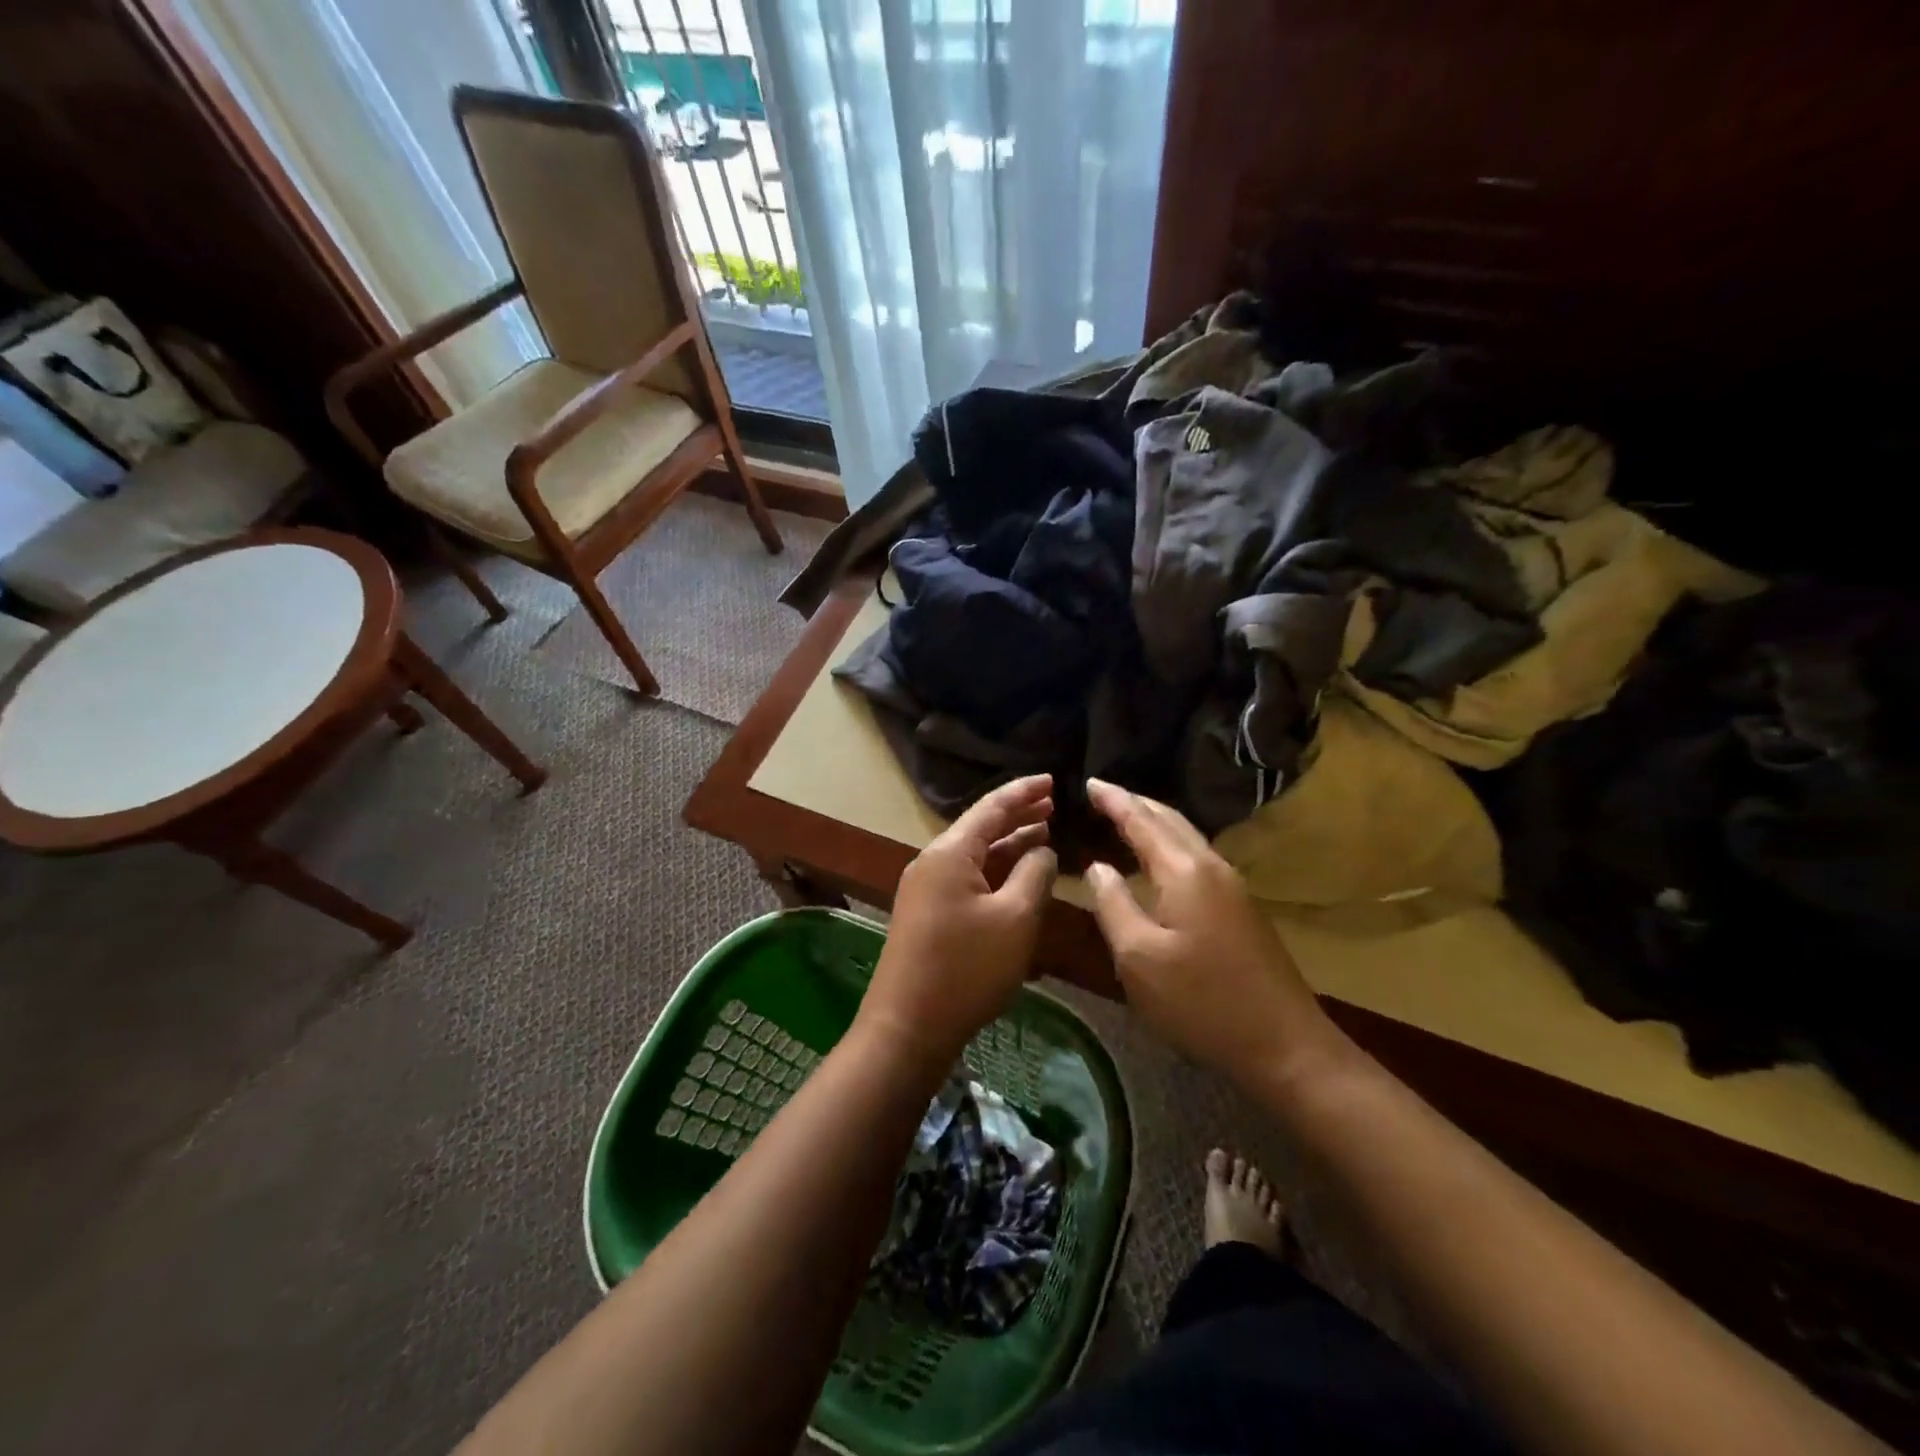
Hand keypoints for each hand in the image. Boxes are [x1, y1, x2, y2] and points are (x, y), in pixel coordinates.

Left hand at [857, 775, 1058, 1069]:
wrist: (907, 1026)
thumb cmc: (966, 969)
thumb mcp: (1015, 919)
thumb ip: (1035, 875)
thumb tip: (1043, 850)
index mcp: (949, 853)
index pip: (992, 807)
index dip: (1024, 792)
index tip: (1054, 780)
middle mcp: (933, 862)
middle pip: (981, 827)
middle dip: (1018, 815)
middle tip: (1053, 805)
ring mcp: (927, 889)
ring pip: (975, 855)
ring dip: (1009, 844)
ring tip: (1044, 833)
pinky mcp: (928, 913)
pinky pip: (968, 878)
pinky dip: (996, 871)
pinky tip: (1018, 877)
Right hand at [1084, 778, 1336, 1084]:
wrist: (1285, 1046)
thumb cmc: (1201, 1002)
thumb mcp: (1138, 958)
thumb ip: (1112, 905)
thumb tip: (1097, 867)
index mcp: (1184, 871)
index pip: (1141, 820)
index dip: (1113, 799)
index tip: (1088, 781)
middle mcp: (1211, 867)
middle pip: (1169, 820)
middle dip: (1135, 803)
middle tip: (1103, 793)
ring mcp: (1232, 888)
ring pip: (1186, 837)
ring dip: (1154, 822)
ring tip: (1126, 817)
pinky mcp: (1240, 909)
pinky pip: (1196, 857)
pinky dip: (1169, 845)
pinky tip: (1158, 860)